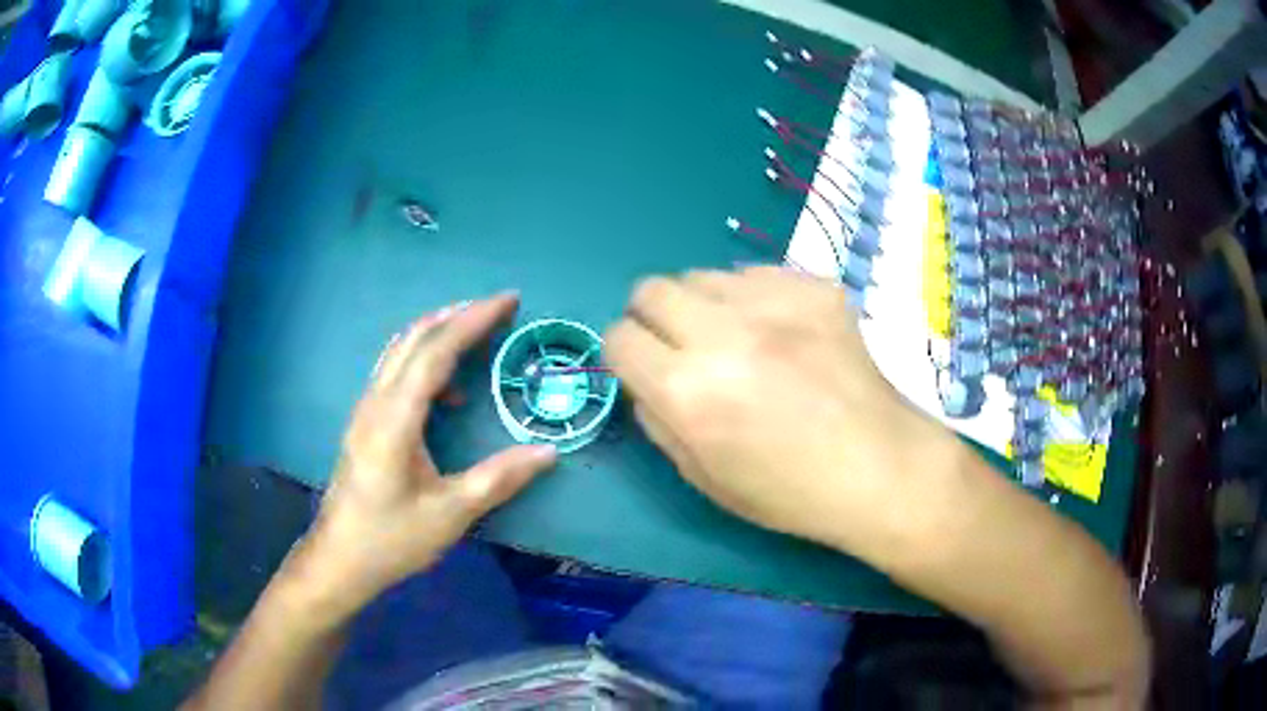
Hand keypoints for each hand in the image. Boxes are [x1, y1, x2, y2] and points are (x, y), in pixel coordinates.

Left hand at [296, 294, 557, 618]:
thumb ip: (500, 479)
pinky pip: (394, 373)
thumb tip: (549, 452)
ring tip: (476, 333)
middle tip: (498, 308)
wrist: (339, 560)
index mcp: (395, 418)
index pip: (436, 351)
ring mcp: (365, 411)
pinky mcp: (364, 424)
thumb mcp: (451, 514)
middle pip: (413, 339)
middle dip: (457, 315)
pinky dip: (424, 361)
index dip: (474, 321)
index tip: (509, 301)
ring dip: (437, 333)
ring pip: (399, 351)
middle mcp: (375, 402)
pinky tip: (448, 394)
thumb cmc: (392, 538)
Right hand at [604, 267, 964, 558]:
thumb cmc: (790, 491)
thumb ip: (657, 421)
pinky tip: (781, 331)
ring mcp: (774, 302)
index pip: (618, 337)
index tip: (643, 367)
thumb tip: (644, 380)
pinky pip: (756, 273)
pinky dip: (753, 298)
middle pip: (651, 289)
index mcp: (688, 391)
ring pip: (702, 274)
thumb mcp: (704, 478)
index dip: (624, 354)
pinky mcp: (814, 287)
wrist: (879, 467)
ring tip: (736, 337)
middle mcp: (723, 334)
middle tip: (681, 346)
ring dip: (703, 305)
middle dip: (652, 318)